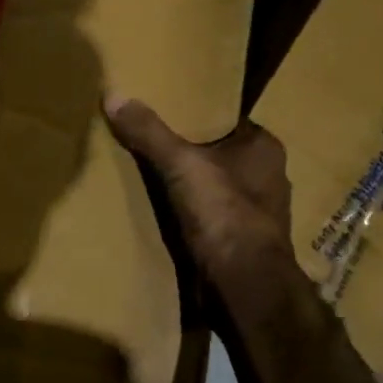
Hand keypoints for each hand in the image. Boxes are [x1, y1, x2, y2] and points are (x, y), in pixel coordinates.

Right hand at [104, 95, 294, 284]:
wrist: (245, 287)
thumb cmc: (223, 214)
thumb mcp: (181, 165)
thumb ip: (149, 132)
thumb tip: (113, 94)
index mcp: (265, 148)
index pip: (226, 121)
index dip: (196, 117)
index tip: (163, 114)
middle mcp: (269, 177)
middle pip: (219, 155)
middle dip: (190, 153)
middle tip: (149, 144)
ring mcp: (259, 214)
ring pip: (216, 189)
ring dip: (191, 188)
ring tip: (150, 179)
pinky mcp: (244, 243)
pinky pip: (212, 218)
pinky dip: (192, 217)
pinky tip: (165, 215)